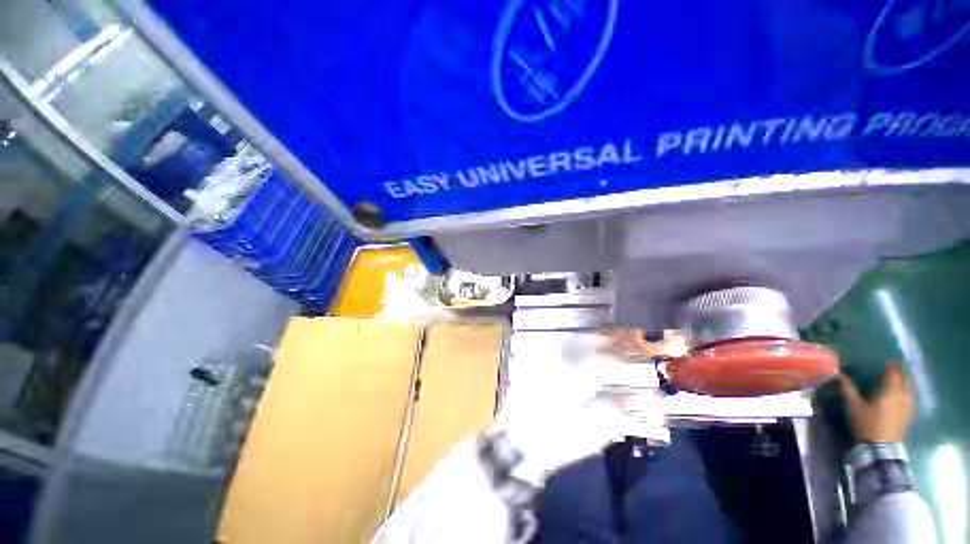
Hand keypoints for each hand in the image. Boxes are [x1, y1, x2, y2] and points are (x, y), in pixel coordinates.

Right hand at [837, 364, 914, 443]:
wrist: (881, 448)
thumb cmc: (867, 424)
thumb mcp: (853, 406)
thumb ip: (847, 389)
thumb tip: (838, 374)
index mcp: (890, 390)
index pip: (893, 372)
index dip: (889, 365)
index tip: (884, 361)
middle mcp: (903, 395)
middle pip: (906, 378)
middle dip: (900, 371)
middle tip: (892, 368)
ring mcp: (909, 405)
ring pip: (910, 387)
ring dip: (905, 381)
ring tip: (897, 379)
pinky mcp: (910, 414)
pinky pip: (911, 396)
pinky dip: (907, 391)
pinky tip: (901, 394)